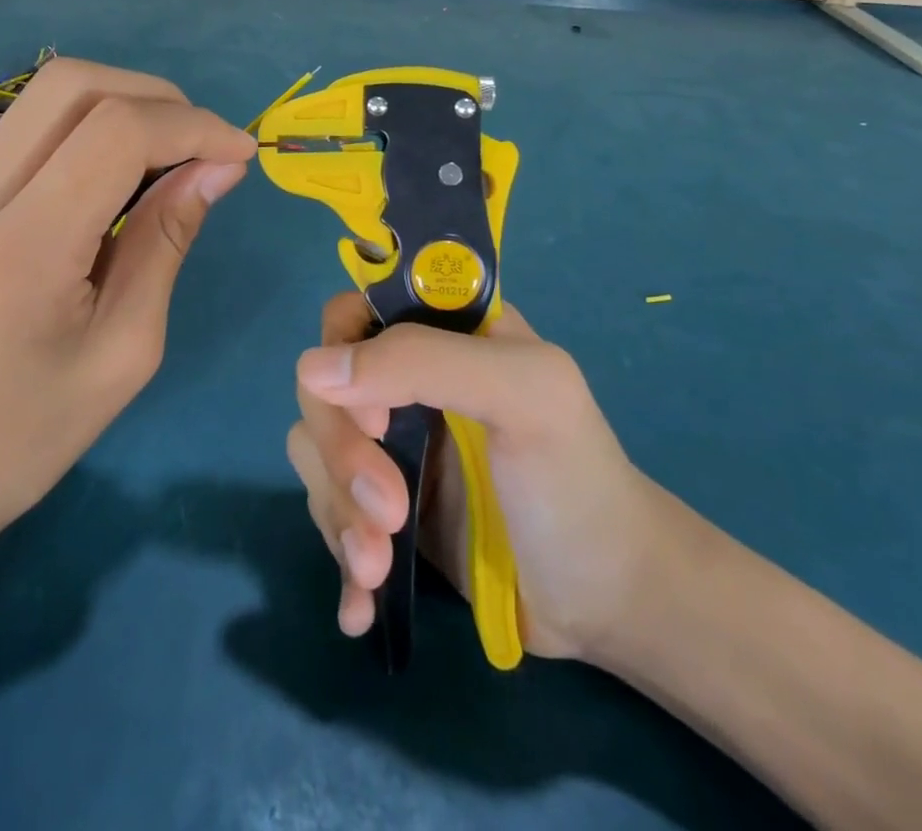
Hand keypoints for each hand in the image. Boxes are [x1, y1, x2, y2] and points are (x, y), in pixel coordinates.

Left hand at [0, 57, 254, 592]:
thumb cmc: (19, 443)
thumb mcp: (123, 353)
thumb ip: (167, 243)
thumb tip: (217, 168)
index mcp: (21, 249)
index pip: (116, 132)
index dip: (193, 127)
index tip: (241, 155)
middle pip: (72, 84)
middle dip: (157, 96)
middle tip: (205, 145)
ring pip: (46, 97)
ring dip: (123, 105)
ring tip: (172, 155)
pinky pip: (29, 133)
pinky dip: (89, 130)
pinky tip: (120, 178)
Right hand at [287, 294, 666, 665]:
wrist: (608, 601)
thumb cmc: (576, 481)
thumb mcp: (523, 396)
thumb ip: (425, 362)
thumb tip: (313, 368)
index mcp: (443, 334)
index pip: (355, 315)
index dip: (347, 359)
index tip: (379, 420)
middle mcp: (408, 381)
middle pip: (325, 390)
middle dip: (343, 456)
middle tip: (388, 512)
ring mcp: (394, 447)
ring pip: (316, 452)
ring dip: (338, 512)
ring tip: (378, 566)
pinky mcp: (386, 509)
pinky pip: (329, 512)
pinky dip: (336, 555)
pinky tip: (359, 605)